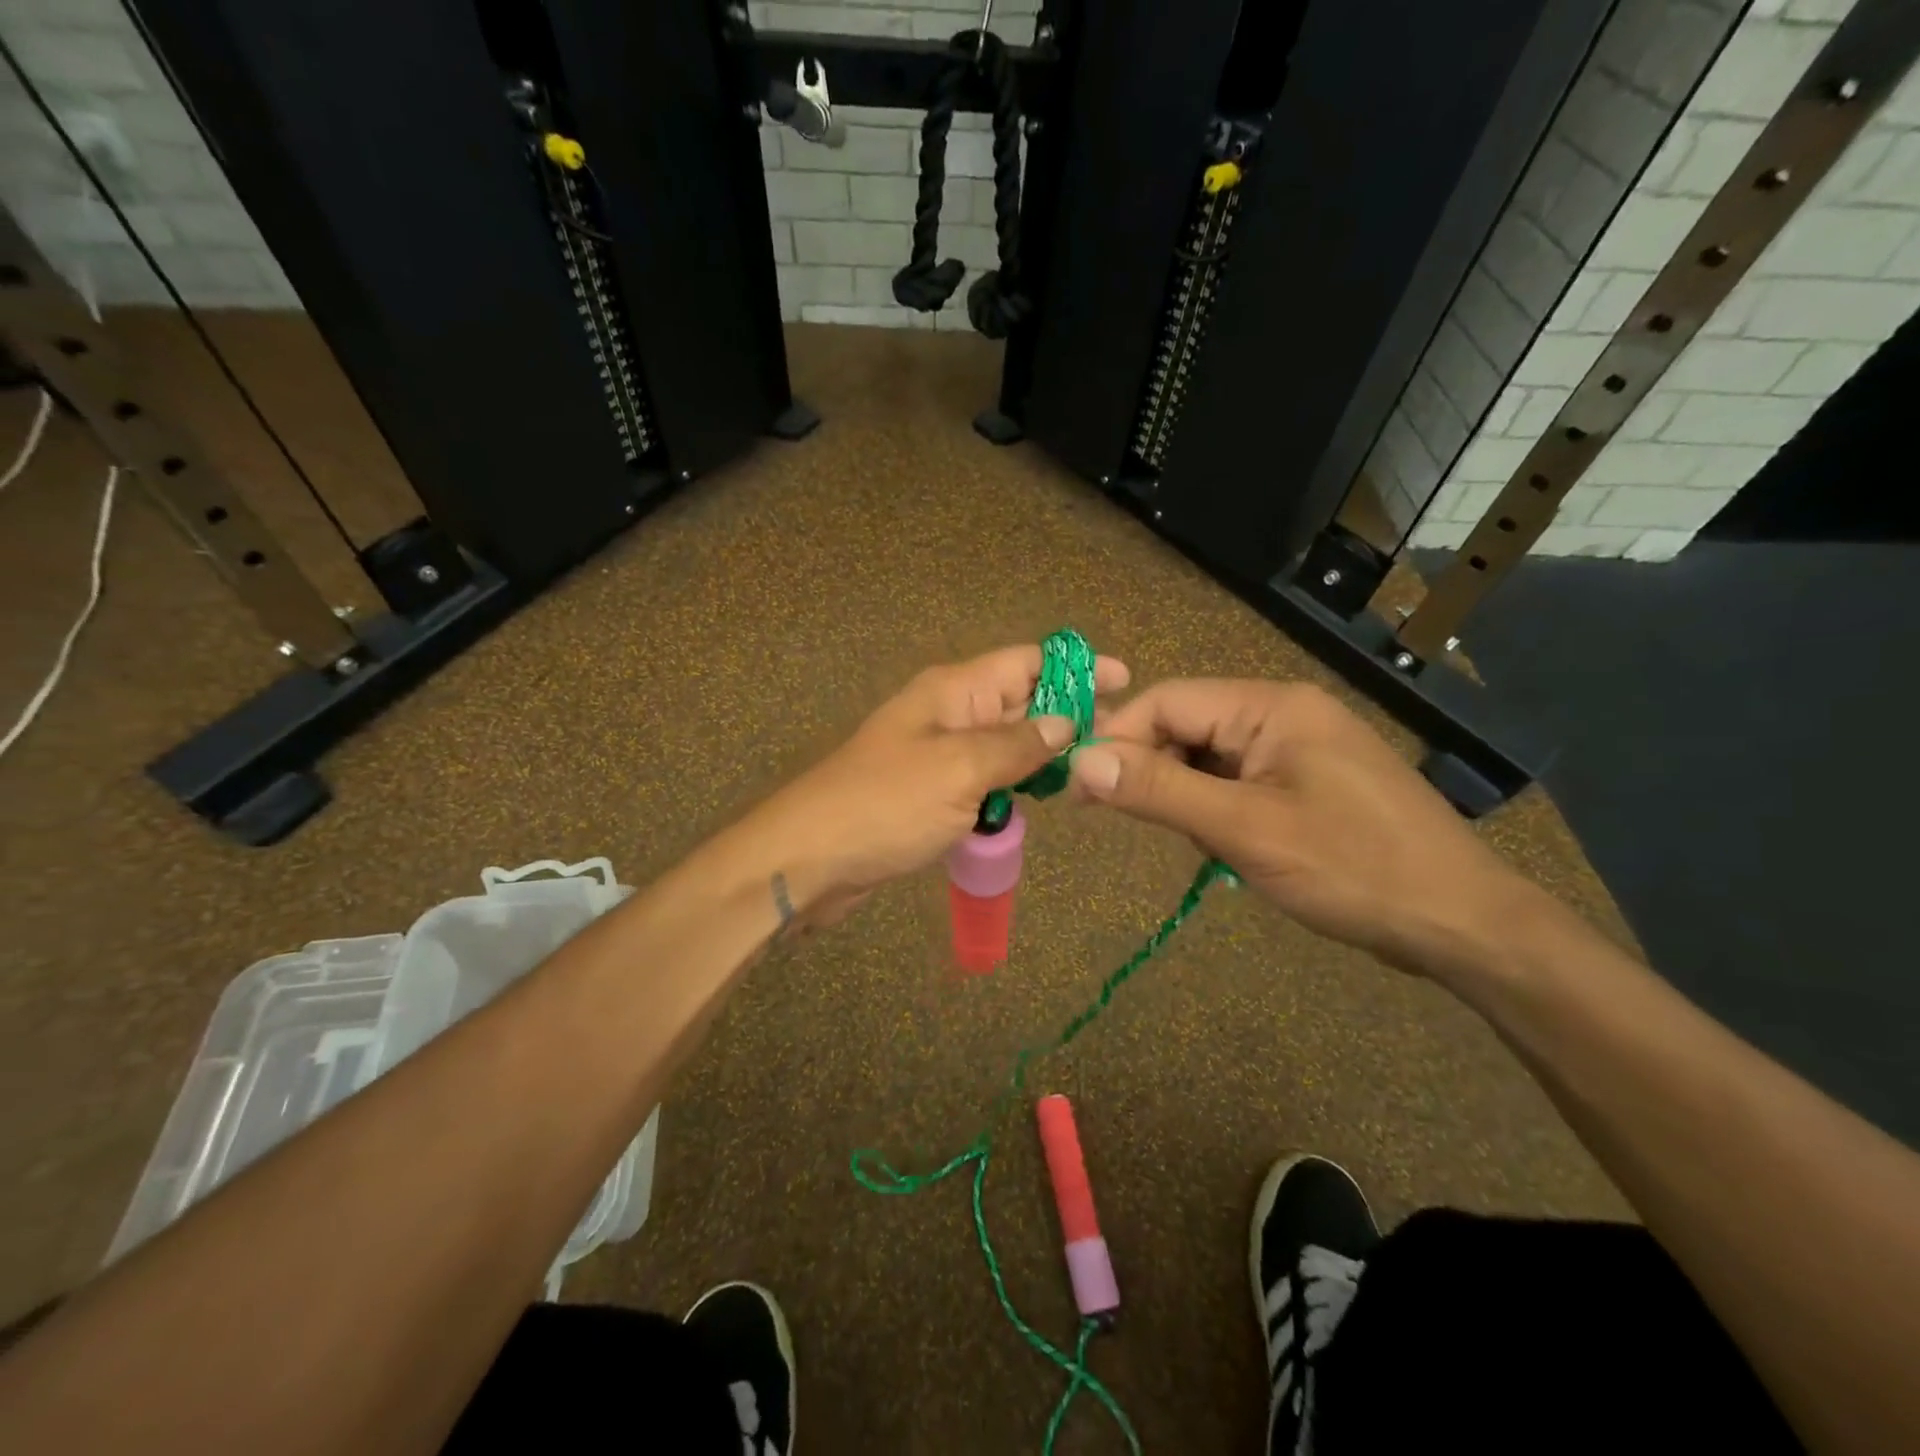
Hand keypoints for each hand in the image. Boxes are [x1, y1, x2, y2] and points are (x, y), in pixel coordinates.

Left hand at [745, 645, 1129, 924]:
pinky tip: (1037, 801)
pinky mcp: (931, 793)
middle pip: (1018, 700)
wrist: (809, 858)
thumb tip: (1068, 723)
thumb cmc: (886, 804)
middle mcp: (948, 713)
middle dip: (1066, 713)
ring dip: (1040, 754)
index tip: (1125, 679)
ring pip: (1003, 744)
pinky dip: (1011, 785)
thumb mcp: (960, 769)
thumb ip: (1018, 745)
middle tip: (1119, 737)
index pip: (1026, 662)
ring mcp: (938, 754)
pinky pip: (984, 778)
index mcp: (953, 691)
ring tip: (1088, 770)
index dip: (1076, 666)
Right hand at [1068, 679, 1538, 977]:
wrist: (1464, 924)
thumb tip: (1080, 761)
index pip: (1167, 701)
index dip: (1117, 739)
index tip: (1081, 790)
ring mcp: (1300, 748)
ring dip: (1188, 797)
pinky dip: (1218, 811)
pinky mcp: (1309, 782)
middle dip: (1155, 772)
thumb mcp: (1245, 829)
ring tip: (1204, 845)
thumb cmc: (1353, 868)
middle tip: (1137, 824)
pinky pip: (1239, 782)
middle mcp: (1283, 713)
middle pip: (1187, 726)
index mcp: (1271, 706)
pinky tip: (1230, 849)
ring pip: (1209, 758)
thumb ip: (1160, 790)